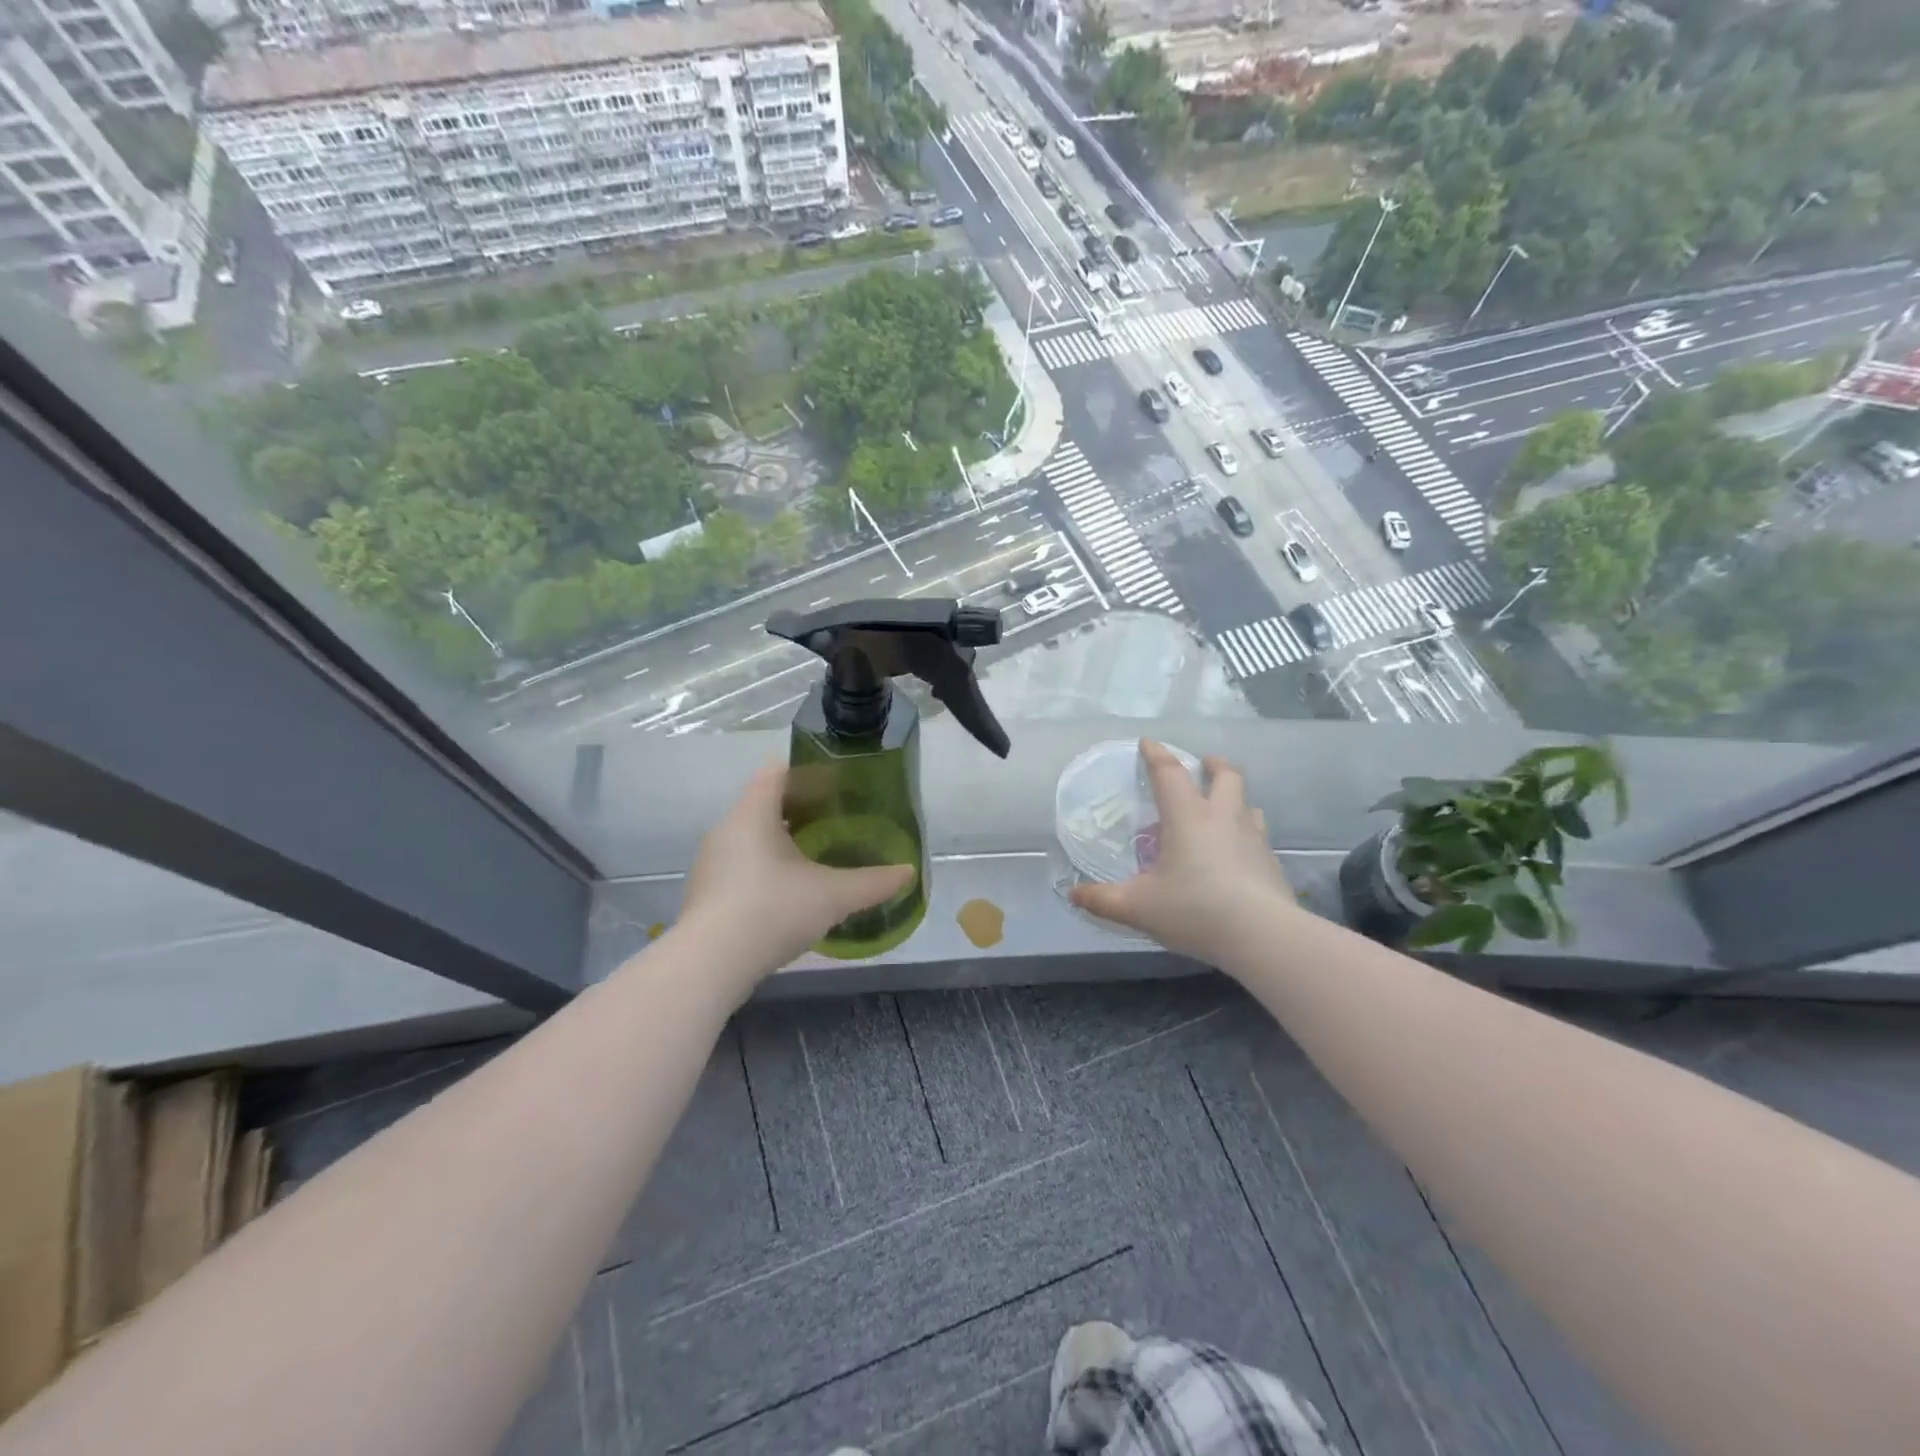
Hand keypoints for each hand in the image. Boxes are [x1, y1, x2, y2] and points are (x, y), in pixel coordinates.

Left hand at [677, 763, 916, 993]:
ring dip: (780, 841)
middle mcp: (726, 830)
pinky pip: (740, 866)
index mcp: (753, 814)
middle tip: (836, 820)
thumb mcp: (833, 896)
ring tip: (815, 856)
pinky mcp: (706, 893)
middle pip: (764, 804)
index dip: (806, 771)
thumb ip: (873, 882)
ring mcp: (711, 863)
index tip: (835, 782)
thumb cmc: (772, 910)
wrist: (711, 965)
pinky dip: (764, 869)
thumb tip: (909, 872)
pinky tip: (788, 893)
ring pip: (750, 838)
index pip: (776, 772)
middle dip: (799, 809)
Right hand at [1069, 740, 1293, 963]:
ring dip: (1233, 799)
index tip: (1147, 743)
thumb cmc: (1194, 909)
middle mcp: (1223, 817)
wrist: (1263, 936)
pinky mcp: (1271, 862)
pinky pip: (1258, 835)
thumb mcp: (1138, 907)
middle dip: (1212, 765)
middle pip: (1226, 776)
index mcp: (1187, 817)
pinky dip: (1245, 833)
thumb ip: (1103, 899)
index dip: (1156, 755)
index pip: (1169, 773)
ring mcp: (1253, 838)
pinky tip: (1236, 854)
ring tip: (1220, 810)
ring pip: (1247, 804)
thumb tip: (1073, 895)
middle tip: (1203, 764)